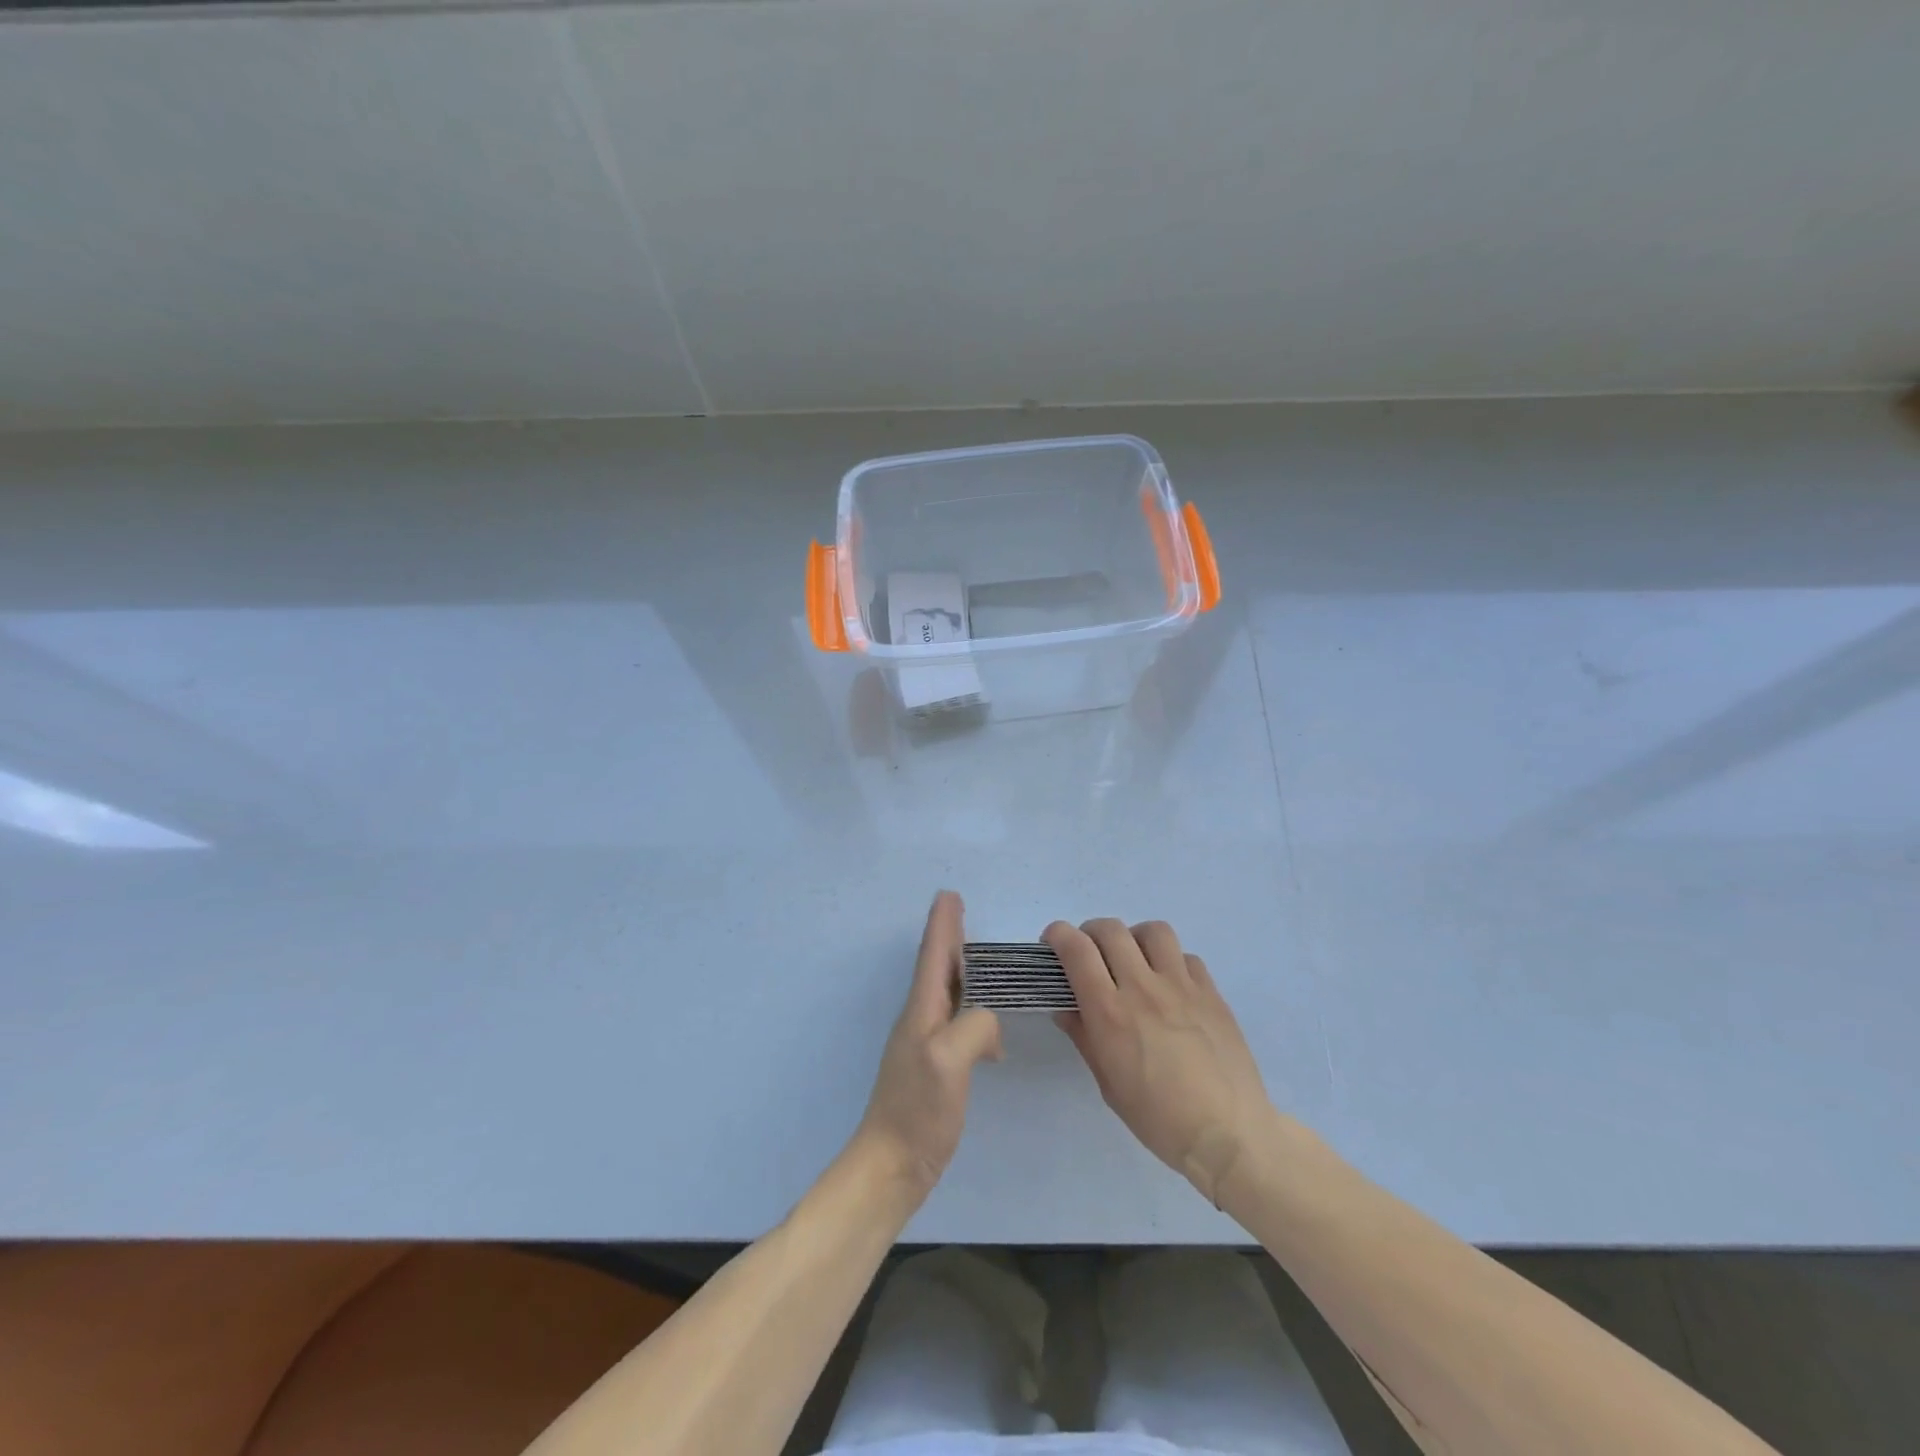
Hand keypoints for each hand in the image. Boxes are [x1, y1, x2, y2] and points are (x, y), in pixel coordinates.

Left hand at [854, 891, 1002, 1206]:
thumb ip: (974, 1026)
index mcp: (922, 1010)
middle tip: (959, 909)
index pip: (933, 956)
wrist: (891, 1165)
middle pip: (937, 967)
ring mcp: (926, 1044)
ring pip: (946, 992)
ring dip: (960, 968)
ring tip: (978, 957)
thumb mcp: (948, 1059)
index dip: (942, 924)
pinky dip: (972, 1008)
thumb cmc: (917, 1110)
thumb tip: (990, 1021)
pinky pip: (956, 1021)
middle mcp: (920, 1019)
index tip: (948, 895)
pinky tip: (989, 1026)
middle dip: (948, 936)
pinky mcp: (936, 1067)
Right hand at [1046, 918, 1272, 1205]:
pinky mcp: (1211, 992)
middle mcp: (1143, 987)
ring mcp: (1182, 986)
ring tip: (1134, 960)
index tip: (1053, 943)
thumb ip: (1084, 1037)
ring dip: (1134, 938)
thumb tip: (1066, 1008)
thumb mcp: (1108, 1084)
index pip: (1077, 949)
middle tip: (1090, 953)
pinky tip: (1171, 986)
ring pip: (1153, 931)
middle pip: (1110, 929)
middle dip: (1091, 933)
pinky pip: (1186, 957)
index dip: (1058, 935)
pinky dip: (1171, 962)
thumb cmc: (1158, 1118)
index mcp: (1110, 1012)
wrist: (1228, 1134)